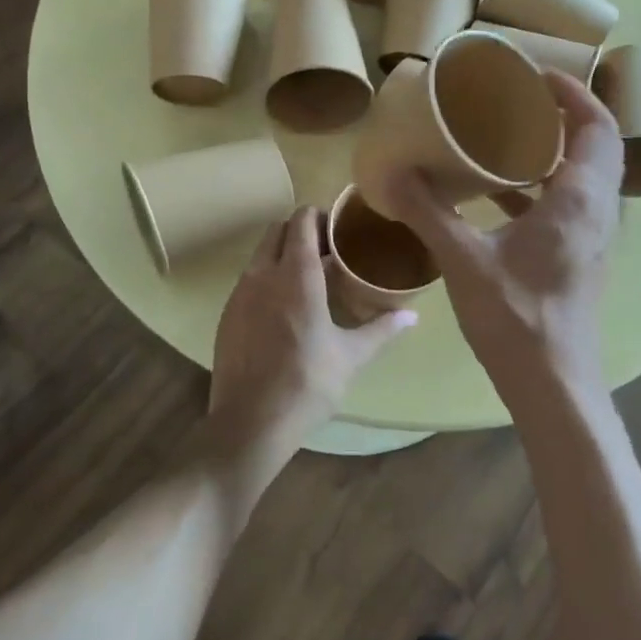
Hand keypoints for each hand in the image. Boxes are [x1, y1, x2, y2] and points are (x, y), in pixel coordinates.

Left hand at [208, 207, 415, 466]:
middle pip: (277, 230)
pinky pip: (248, 279)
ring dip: (282, 253)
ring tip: (308, 278)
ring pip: (259, 254)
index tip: (340, 229)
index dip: (320, 216)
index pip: (302, 221)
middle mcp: (264, 274)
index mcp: (297, 275)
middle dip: (300, 231)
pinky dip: (266, 278)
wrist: (249, 423)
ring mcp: (240, 293)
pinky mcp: (227, 314)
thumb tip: (413, 315)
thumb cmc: (307, 383)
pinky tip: (284, 308)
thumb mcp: (351, 356)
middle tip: (327, 251)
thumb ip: (382, 329)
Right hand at [383, 73, 621, 404]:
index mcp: (579, 199)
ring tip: (512, 133)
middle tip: (524, 97)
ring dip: (558, 148)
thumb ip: (428, 211)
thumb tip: (393, 172)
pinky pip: (573, 202)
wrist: (553, 383)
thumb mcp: (463, 259)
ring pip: (588, 174)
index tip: (537, 74)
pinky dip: (546, 184)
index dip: (574, 93)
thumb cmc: (515, 316)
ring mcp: (594, 237)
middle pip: (599, 144)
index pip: (597, 126)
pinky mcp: (582, 256)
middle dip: (568, 113)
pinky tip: (502, 191)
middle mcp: (598, 211)